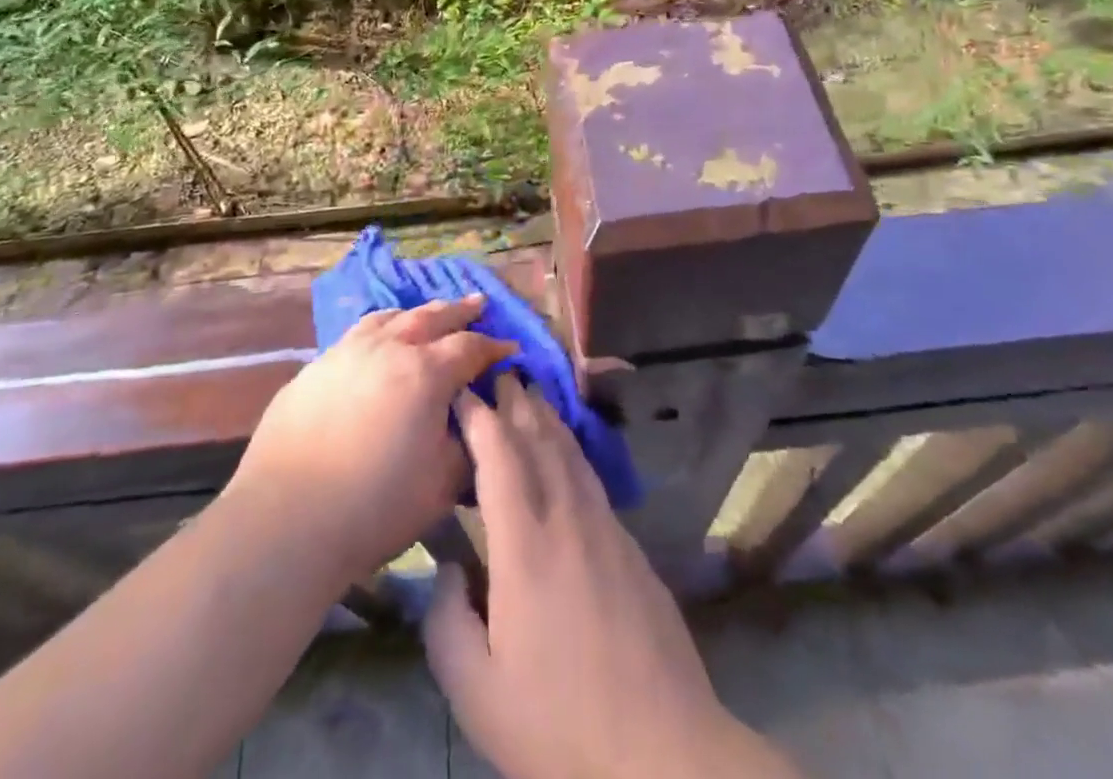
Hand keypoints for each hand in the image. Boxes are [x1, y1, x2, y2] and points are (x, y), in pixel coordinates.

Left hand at [228, 295, 512, 587]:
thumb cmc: (375, 506)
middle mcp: (388, 348)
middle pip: (431, 317)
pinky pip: (356, 335)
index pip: (469, 347)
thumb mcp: (441, 485)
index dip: (494, 347)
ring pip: (389, 318)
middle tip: (478, 303)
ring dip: (415, 314)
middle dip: (459, 311)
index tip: (510, 348)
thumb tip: (476, 421)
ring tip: (427, 314)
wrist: (286, 519)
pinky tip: (376, 344)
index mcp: (425, 373)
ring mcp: (346, 352)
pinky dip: (379, 330)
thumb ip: (467, 446)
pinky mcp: (314, 368)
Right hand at [426, 377, 802, 778]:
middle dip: (517, 402)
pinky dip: (573, 452)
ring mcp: (607, 531)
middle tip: (500, 371)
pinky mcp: (633, 549)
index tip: (463, 390)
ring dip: (548, 419)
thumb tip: (449, 570)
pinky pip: (593, 481)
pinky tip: (570, 453)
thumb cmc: (560, 725)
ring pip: (572, 455)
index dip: (480, 417)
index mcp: (524, 547)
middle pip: (539, 442)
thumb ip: (447, 623)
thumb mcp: (478, 693)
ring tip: (532, 394)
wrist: (665, 755)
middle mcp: (567, 521)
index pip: (499, 458)